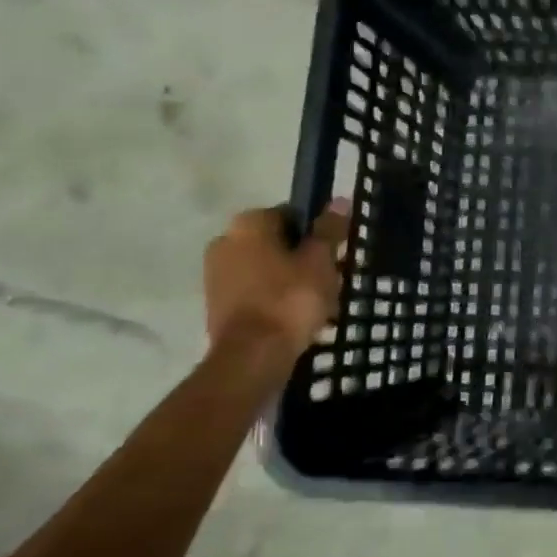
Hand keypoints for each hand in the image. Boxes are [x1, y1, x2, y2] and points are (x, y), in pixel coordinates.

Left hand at [203, 202, 349, 353]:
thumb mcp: (320, 261)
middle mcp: (225, 241)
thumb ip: (329, 229)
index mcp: (248, 223)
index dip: (316, 233)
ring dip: (290, 279)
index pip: (292, 214)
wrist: (252, 357)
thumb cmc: (290, 299)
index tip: (334, 253)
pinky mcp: (216, 305)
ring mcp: (216, 275)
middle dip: (302, 257)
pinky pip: (254, 292)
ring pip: (266, 268)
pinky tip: (295, 317)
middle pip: (277, 242)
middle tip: (330, 278)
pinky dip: (274, 299)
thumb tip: (340, 200)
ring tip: (317, 302)